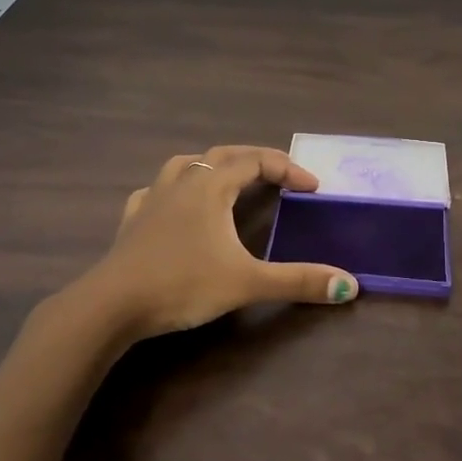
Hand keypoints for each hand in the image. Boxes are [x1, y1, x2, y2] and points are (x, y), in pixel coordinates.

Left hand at [77, 145, 358, 340]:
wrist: (111, 304)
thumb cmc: (182, 284)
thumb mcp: (246, 283)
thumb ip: (298, 281)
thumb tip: (350, 284)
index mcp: (211, 187)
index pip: (256, 161)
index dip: (288, 168)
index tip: (313, 187)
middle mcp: (182, 182)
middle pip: (223, 155)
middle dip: (255, 160)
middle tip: (279, 177)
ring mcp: (152, 198)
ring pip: (186, 165)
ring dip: (213, 167)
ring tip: (228, 181)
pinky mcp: (132, 220)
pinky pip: (156, 191)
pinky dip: (175, 190)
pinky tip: (175, 206)